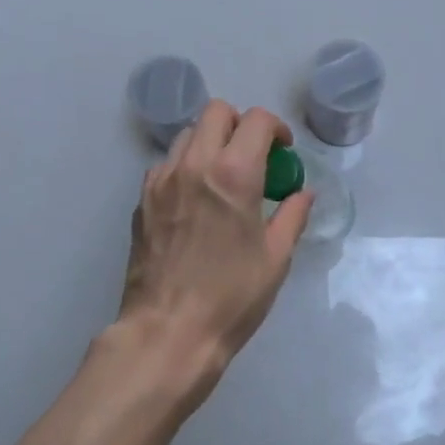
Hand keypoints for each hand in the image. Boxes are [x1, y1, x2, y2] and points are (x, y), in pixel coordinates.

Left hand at [115, 100, 313, 400]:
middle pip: (215, 113)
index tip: (283, 151)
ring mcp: (161, 180)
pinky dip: (185, 167)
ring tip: (222, 177)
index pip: (255, 120)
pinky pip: (166, 165)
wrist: (168, 332)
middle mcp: (194, 165)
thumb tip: (303, 193)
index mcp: (233, 174)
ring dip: (209, 143)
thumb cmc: (231, 298)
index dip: (275, 128)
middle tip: (253, 156)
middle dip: (239, 124)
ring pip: (186, 135)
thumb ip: (292, 216)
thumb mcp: (275, 258)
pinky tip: (195, 200)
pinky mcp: (142, 200)